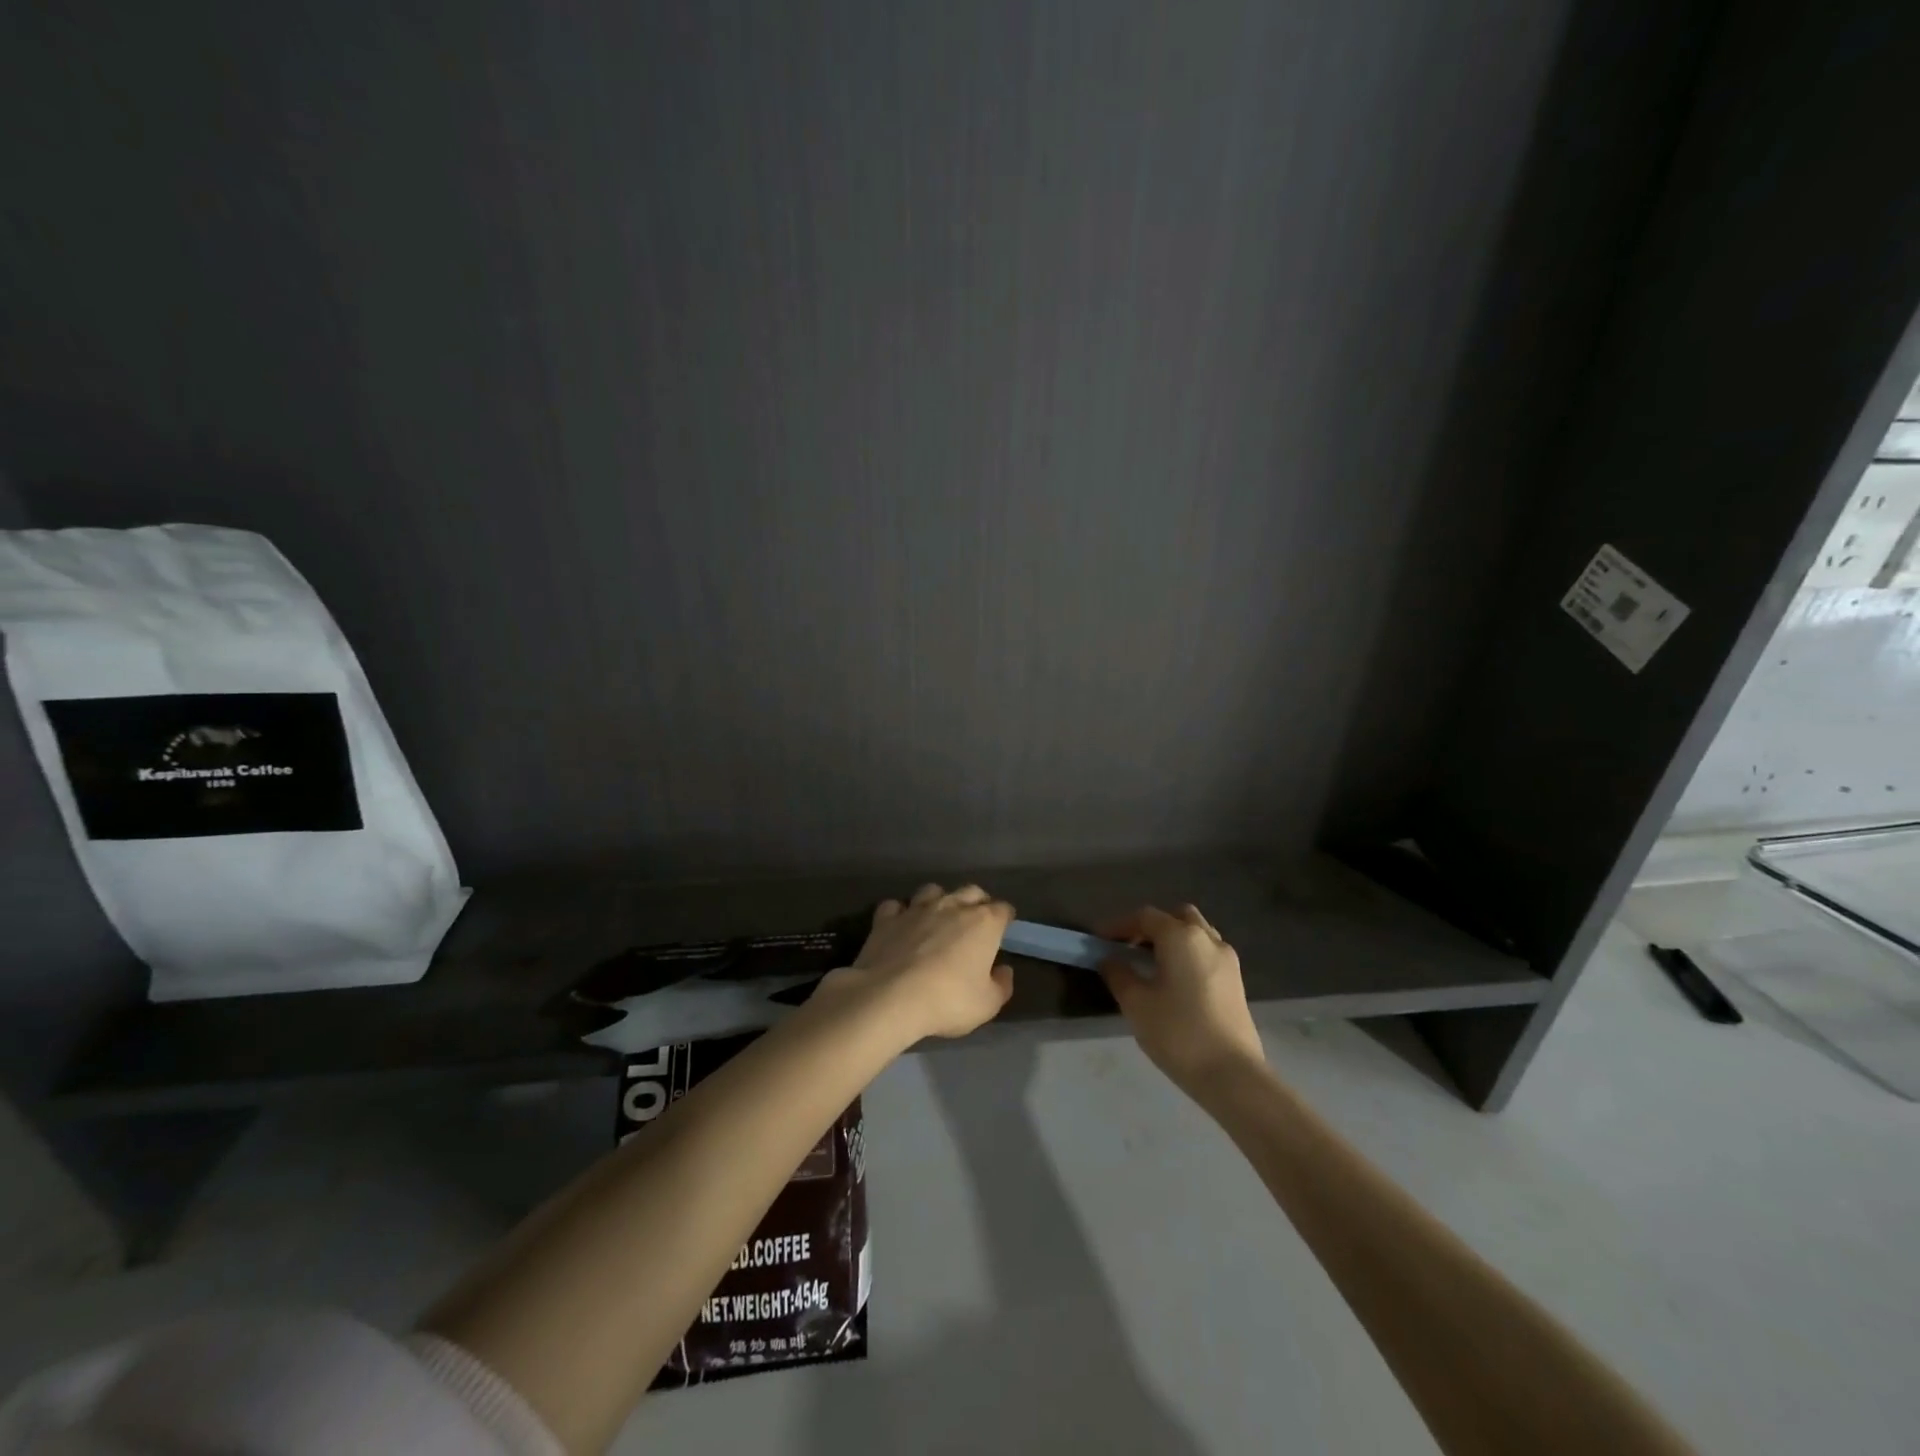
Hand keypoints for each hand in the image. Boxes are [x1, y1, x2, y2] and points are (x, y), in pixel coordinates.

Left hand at [822, 883, 1015, 1040]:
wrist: (891, 997)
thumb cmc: (948, 1000)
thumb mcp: (987, 1004)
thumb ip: (1001, 985)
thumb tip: (1004, 970)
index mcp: (983, 923)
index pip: (1003, 909)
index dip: (1005, 918)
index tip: (1004, 930)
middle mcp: (952, 906)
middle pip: (971, 891)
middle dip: (977, 902)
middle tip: (975, 921)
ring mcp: (916, 909)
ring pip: (932, 890)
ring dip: (938, 900)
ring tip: (937, 918)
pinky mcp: (886, 918)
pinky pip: (895, 906)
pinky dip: (899, 913)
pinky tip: (900, 926)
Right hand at [1100, 904, 1264, 1091]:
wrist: (1232, 1075)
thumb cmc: (1178, 1032)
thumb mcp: (1136, 1003)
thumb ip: (1118, 974)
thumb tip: (1109, 959)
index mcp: (1181, 936)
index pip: (1145, 917)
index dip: (1119, 925)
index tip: (1099, 940)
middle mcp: (1208, 939)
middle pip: (1176, 917)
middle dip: (1151, 926)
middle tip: (1130, 947)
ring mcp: (1227, 960)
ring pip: (1196, 934)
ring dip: (1172, 940)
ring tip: (1150, 965)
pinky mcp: (1236, 982)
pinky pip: (1207, 954)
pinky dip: (1187, 955)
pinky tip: (1173, 982)